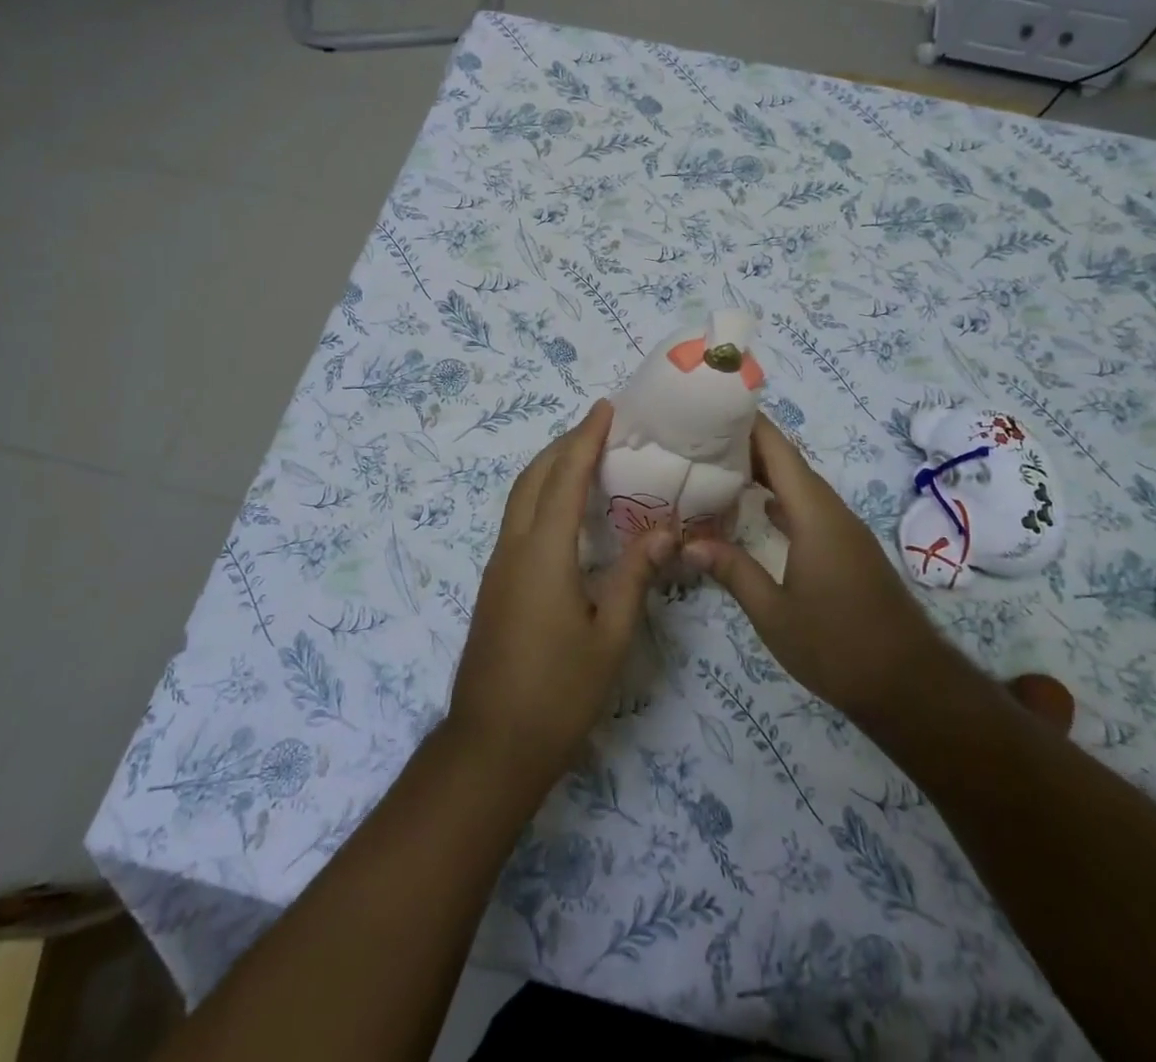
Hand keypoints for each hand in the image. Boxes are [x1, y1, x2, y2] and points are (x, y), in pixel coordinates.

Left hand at [447, 400, 671, 789]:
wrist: (491, 746)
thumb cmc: (558, 692)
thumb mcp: (609, 637)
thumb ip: (634, 577)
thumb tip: (664, 530)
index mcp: (542, 553)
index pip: (564, 478)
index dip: (585, 439)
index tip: (604, 408)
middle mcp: (512, 549)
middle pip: (532, 478)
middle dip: (562, 446)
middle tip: (598, 429)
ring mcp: (497, 567)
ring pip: (519, 499)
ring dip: (548, 470)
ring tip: (584, 460)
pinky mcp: (494, 586)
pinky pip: (517, 522)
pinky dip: (540, 498)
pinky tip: (565, 515)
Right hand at [686, 415, 940, 723]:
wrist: (909, 685)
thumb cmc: (837, 646)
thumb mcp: (774, 614)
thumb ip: (732, 571)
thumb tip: (686, 544)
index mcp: (815, 515)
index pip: (779, 451)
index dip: (749, 423)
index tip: (713, 405)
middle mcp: (832, 512)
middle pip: (789, 463)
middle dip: (748, 444)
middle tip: (700, 437)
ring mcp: (843, 530)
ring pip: (800, 485)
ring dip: (764, 472)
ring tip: (718, 466)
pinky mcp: (847, 549)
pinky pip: (809, 508)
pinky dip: (780, 499)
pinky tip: (757, 508)